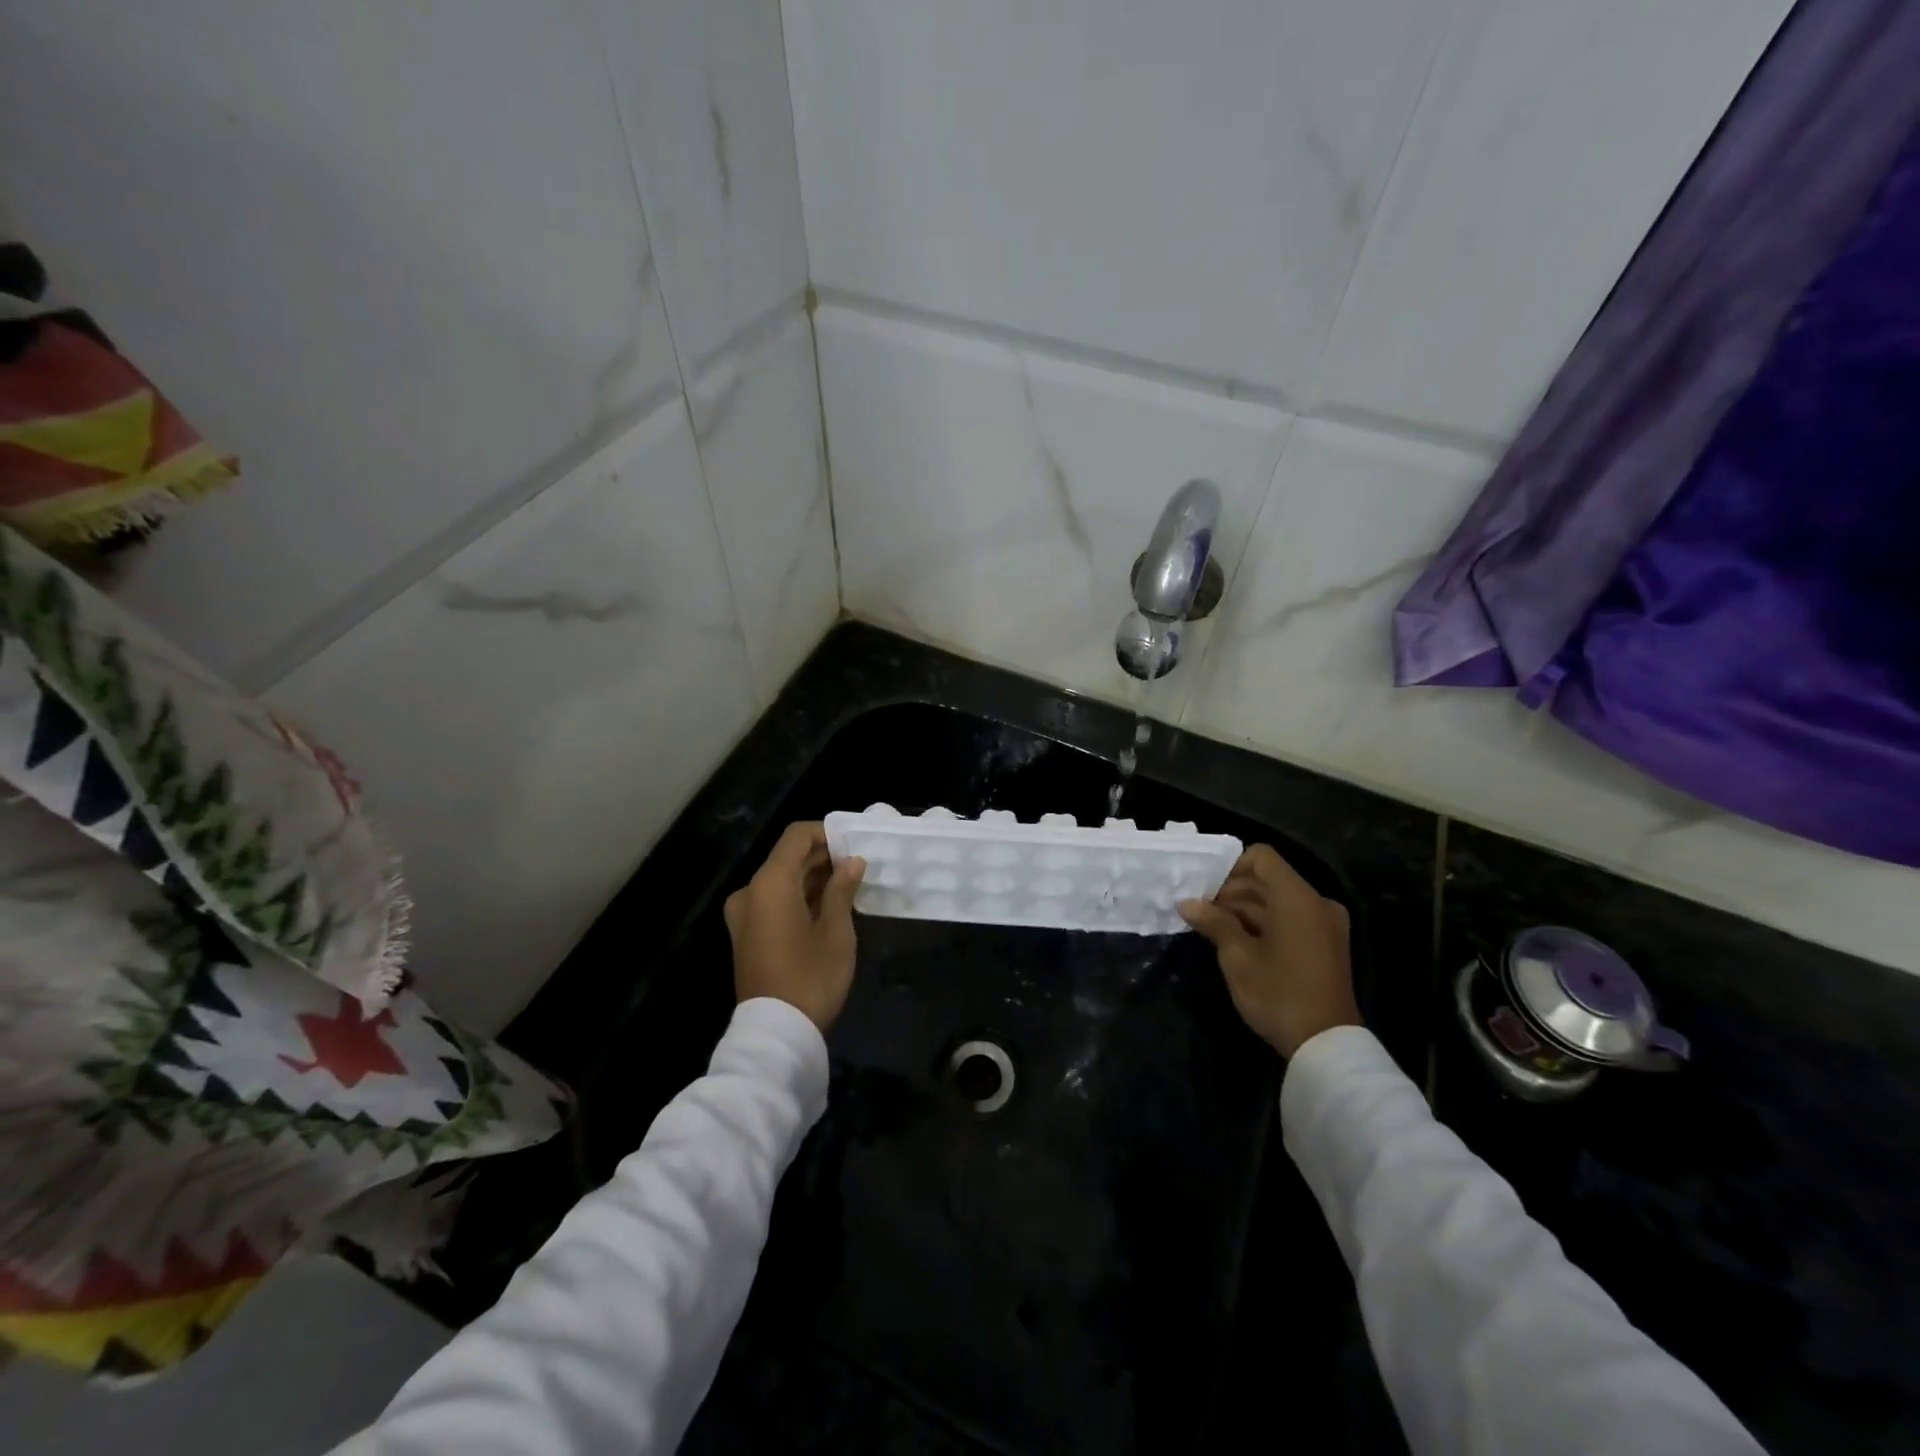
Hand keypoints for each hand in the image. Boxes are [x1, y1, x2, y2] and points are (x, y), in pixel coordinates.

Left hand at [724, 822, 866, 1031]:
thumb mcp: (836, 931)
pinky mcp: (747, 934)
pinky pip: (774, 901)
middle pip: (787, 857)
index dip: (826, 832)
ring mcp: (744, 915)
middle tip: (858, 865)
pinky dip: (799, 897)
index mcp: (770, 883)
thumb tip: (852, 861)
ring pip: (781, 880)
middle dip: (823, 857)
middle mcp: (750, 892)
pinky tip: (829, 906)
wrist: (776, 1033)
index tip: (854, 843)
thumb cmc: (810, 976)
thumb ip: (842, 889)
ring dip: (812, 878)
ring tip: (849, 884)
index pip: (796, 836)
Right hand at [1178, 844, 1360, 1057]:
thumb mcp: (1238, 958)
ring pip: (1278, 900)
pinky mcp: (1327, 943)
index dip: (1230, 867)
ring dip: (1246, 909)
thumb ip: (1214, 922)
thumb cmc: (1278, 995)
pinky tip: (1239, 943)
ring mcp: (1326, 924)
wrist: (1327, 1047)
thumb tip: (1186, 903)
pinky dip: (1265, 923)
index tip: (1207, 892)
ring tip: (1214, 930)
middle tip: (1202, 913)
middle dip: (1232, 892)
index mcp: (1298, 898)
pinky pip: (1291, 918)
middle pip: (1268, 879)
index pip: (1261, 857)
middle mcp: (1317, 902)